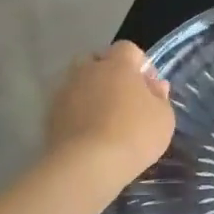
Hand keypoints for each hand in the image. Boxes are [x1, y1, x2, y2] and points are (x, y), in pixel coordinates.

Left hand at [45, 41, 174, 193]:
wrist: (87, 165)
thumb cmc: (134, 134)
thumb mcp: (163, 118)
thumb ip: (160, 97)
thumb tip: (156, 86)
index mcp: (117, 65)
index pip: (128, 49)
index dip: (140, 65)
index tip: (149, 88)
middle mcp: (87, 70)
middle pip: (97, 61)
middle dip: (110, 74)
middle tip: (124, 100)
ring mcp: (65, 91)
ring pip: (79, 82)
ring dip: (91, 94)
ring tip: (105, 119)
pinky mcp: (50, 114)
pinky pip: (68, 105)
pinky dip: (78, 113)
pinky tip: (89, 135)